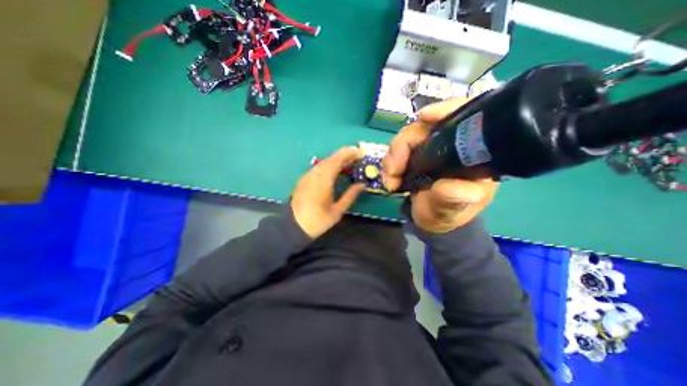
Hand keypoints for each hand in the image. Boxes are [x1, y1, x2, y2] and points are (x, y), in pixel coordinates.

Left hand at [291, 146, 366, 237]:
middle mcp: (315, 174)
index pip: (337, 160)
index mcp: (323, 181)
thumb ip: (350, 195)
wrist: (294, 225)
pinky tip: (336, 170)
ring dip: (337, 159)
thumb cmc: (318, 220)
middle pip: (331, 158)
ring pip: (324, 162)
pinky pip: (319, 167)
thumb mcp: (337, 210)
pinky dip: (330, 165)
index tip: (360, 152)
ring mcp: (308, 175)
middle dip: (345, 155)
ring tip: (349, 162)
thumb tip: (362, 184)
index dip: (348, 154)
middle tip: (357, 157)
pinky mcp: (305, 178)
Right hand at [381, 98, 499, 232]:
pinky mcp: (414, 154)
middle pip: (426, 126)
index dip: (447, 110)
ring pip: (407, 136)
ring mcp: (431, 148)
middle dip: (403, 144)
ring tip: (390, 179)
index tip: (425, 117)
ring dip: (393, 156)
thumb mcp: (452, 211)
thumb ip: (454, 200)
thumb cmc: (446, 215)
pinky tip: (390, 176)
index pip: (467, 117)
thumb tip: (456, 188)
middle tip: (393, 170)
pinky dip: (390, 161)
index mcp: (473, 154)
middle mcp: (452, 144)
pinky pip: (398, 149)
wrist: (430, 220)